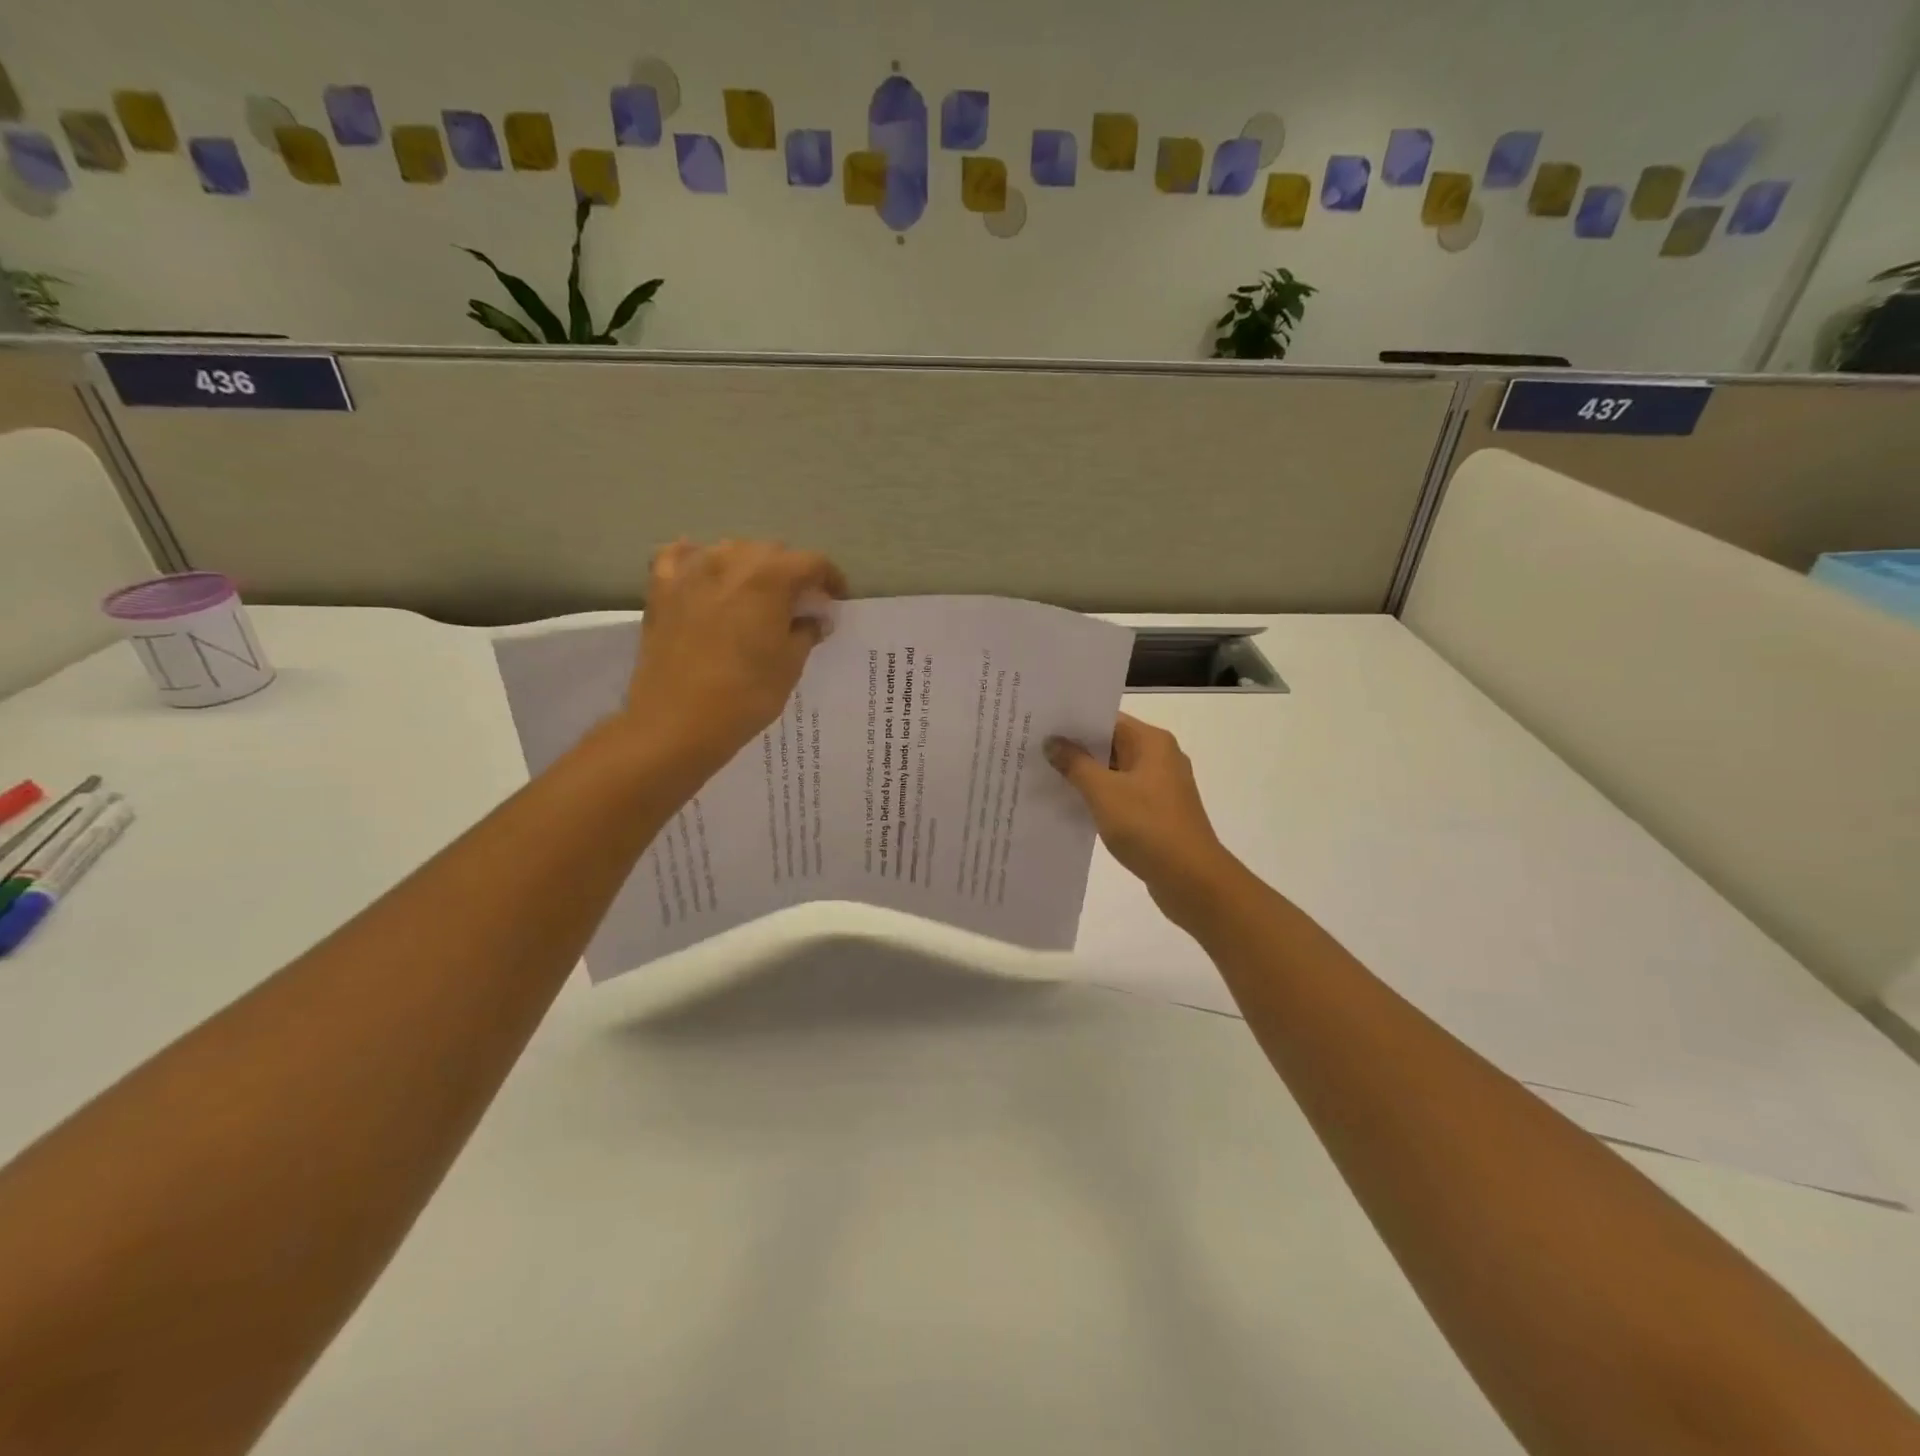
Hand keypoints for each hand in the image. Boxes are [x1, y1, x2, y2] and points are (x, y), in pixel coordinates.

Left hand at [624, 539, 846, 777]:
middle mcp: (730, 561)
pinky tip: (704, 576)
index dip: (830, 578)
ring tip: (755, 594)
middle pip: (771, 551)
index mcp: (770, 577)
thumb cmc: (745, 695)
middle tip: (798, 603)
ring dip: (749, 565)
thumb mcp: (790, 665)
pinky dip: (698, 560)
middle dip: (790, 571)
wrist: (676, 722)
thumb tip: (815, 618)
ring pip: (729, 550)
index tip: (835, 600)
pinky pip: (681, 557)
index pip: (812, 562)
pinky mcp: (660, 588)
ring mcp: (690, 571)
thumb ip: (807, 632)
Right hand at [1046, 714, 1237, 920]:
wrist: (1192, 880)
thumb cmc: (1148, 827)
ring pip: (1115, 772)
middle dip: (1075, 748)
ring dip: (1085, 775)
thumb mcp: (1104, 792)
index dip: (1074, 721)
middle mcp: (1159, 758)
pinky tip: (1070, 805)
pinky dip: (1098, 797)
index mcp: (1152, 743)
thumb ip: (1075, 764)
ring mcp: (1160, 787)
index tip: (1041, 724)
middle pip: (1111, 744)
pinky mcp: (1157, 813)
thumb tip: (1053, 741)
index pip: (1107, 719)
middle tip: (1034, 749)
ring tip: (1044, 775)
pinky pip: (1121, 795)